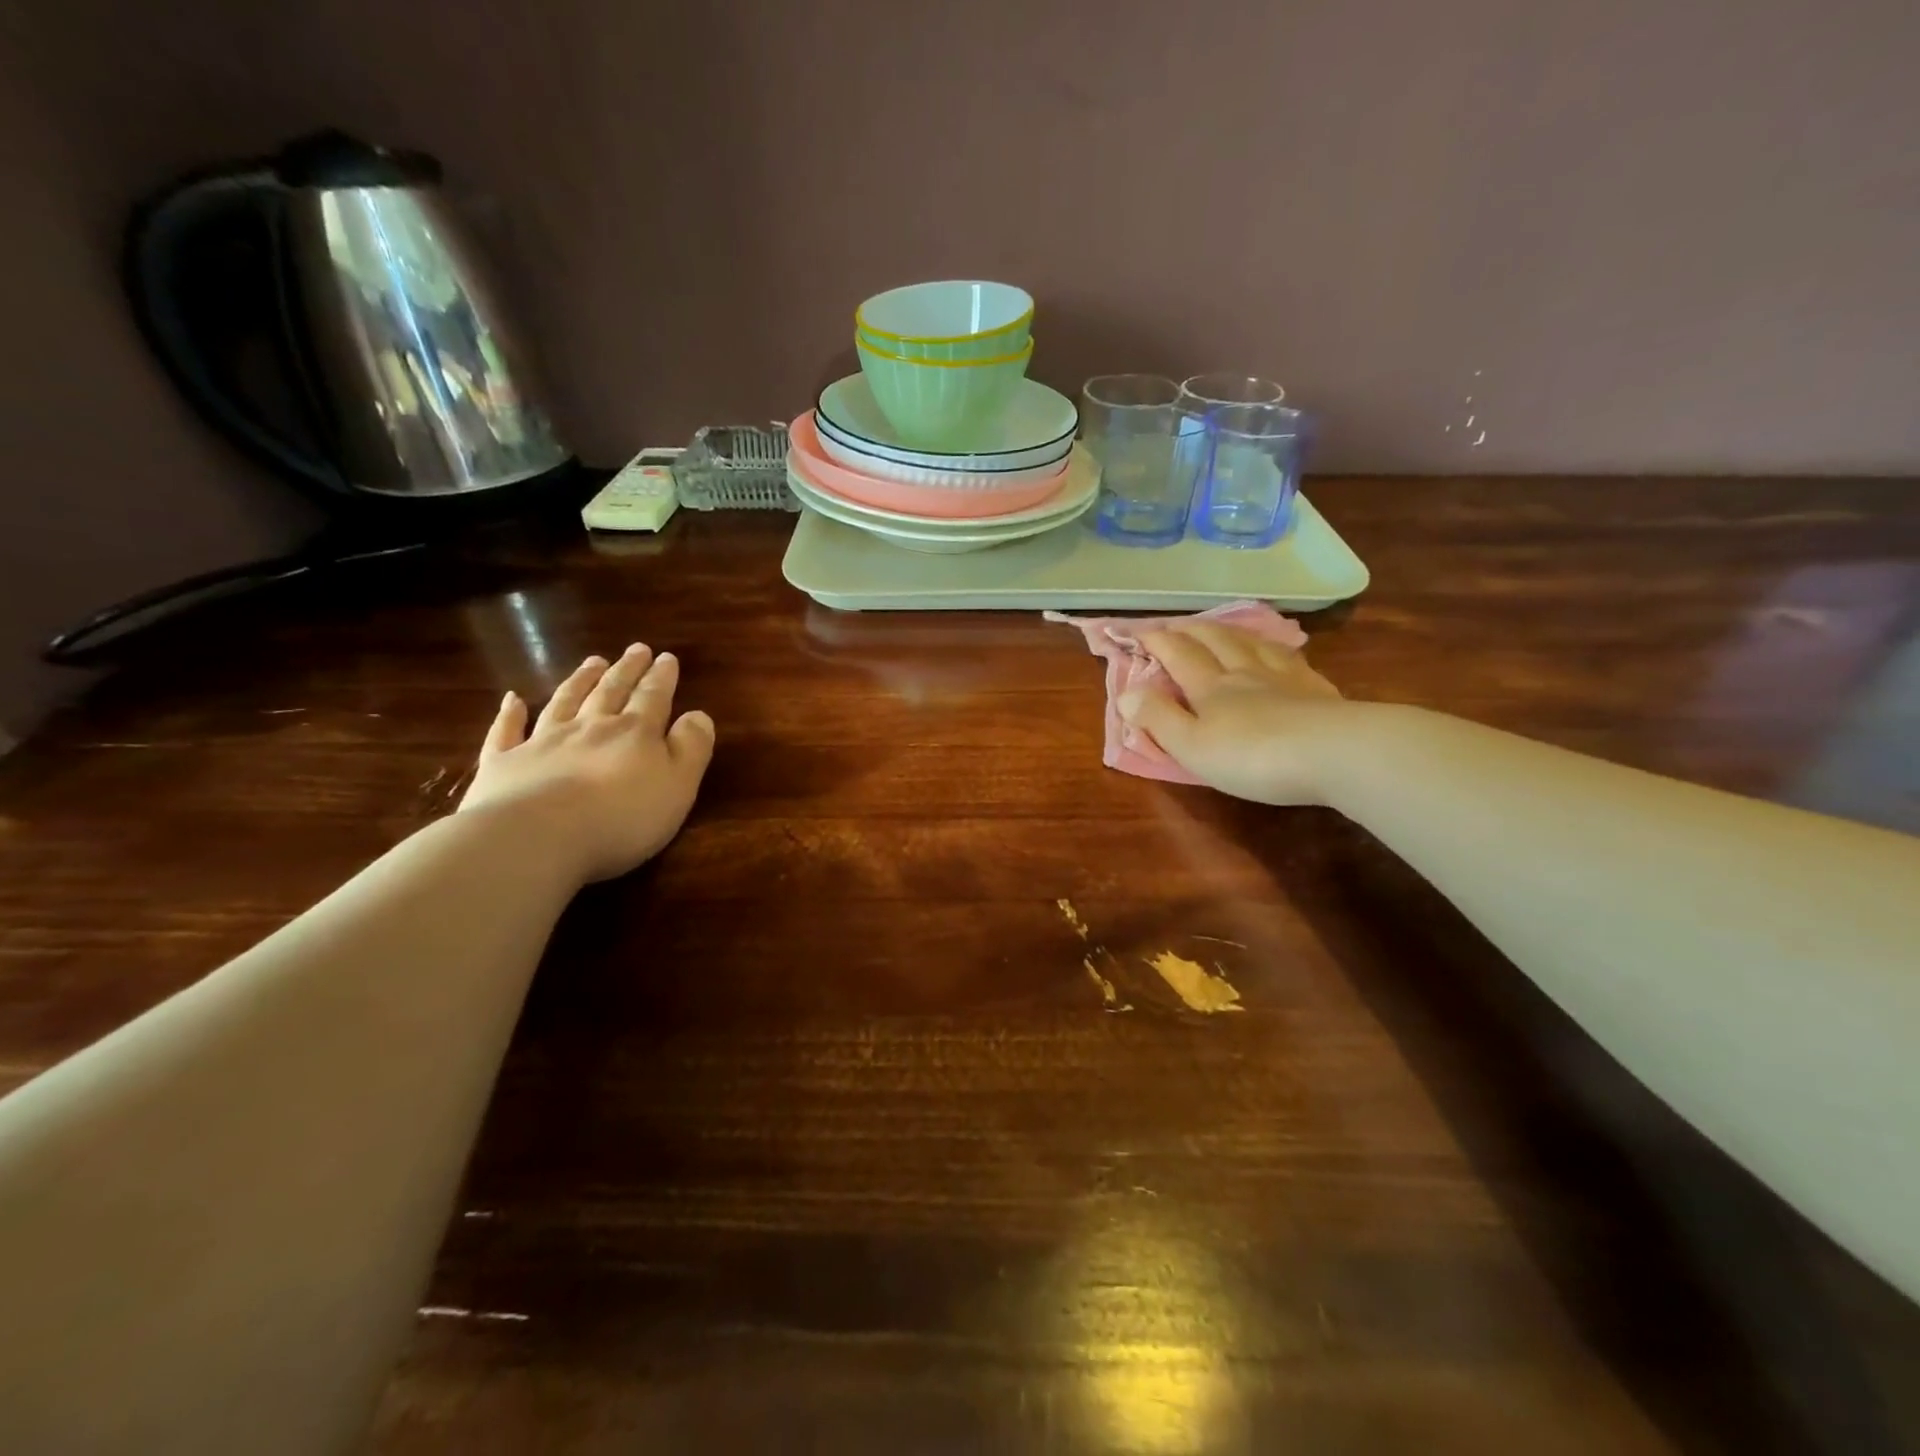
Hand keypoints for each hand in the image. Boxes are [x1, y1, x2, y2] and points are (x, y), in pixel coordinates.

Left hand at [459, 645, 715, 882]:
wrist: (538, 836)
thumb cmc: (622, 816)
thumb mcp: (678, 785)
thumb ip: (691, 748)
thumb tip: (698, 715)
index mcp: (634, 733)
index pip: (653, 698)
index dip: (661, 678)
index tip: (666, 657)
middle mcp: (589, 728)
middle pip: (610, 692)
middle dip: (627, 670)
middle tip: (636, 648)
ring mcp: (542, 743)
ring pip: (565, 702)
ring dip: (580, 681)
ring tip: (593, 662)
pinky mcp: (503, 764)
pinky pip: (507, 732)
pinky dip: (510, 714)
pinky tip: (513, 700)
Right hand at [1118, 623, 1348, 804]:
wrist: (1334, 753)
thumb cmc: (1252, 756)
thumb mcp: (1191, 746)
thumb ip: (1158, 718)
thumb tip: (1125, 692)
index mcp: (1210, 687)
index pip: (1178, 654)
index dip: (1157, 640)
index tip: (1139, 631)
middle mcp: (1244, 672)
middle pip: (1214, 640)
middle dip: (1190, 630)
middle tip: (1176, 624)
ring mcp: (1284, 676)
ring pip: (1251, 642)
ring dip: (1229, 632)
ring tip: (1220, 627)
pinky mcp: (1317, 689)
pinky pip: (1288, 657)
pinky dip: (1272, 647)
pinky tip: (1277, 650)